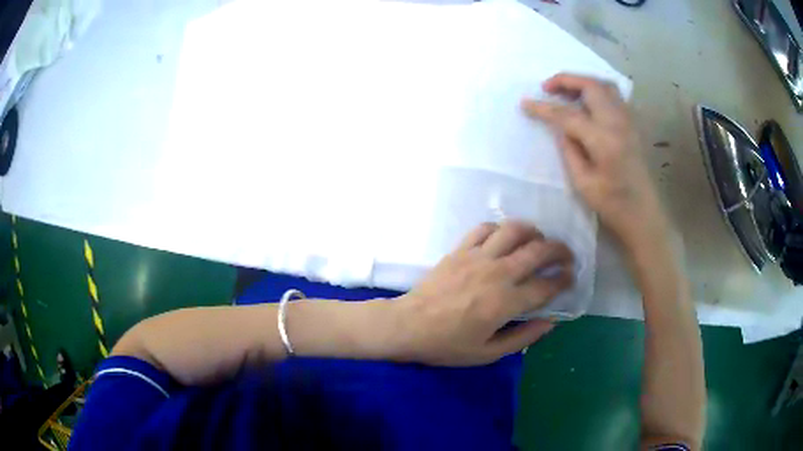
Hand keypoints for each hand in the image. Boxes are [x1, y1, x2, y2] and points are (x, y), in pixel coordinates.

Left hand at [394, 221, 573, 365]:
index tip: (570, 278)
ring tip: (539, 240)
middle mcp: (497, 273)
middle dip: (559, 250)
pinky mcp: (460, 249)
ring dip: (533, 231)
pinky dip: (500, 228)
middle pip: (538, 250)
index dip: (563, 280)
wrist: (408, 325)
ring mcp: (478, 256)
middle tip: (566, 255)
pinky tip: (504, 237)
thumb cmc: (447, 344)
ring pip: (514, 230)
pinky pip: (484, 228)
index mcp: (506, 302)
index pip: (546, 285)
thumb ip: (523, 338)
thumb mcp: (487, 353)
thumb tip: (550, 322)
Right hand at [521, 73, 667, 246]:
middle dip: (565, 80)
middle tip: (547, 87)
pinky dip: (597, 90)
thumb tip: (559, 127)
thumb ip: (568, 149)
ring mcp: (629, 121)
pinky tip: (588, 102)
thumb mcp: (582, 183)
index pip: (568, 115)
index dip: (544, 108)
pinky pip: (614, 95)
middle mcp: (618, 123)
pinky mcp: (633, 124)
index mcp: (603, 140)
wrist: (644, 214)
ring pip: (605, 85)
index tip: (525, 104)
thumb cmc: (612, 205)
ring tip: (566, 91)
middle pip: (590, 86)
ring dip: (583, 81)